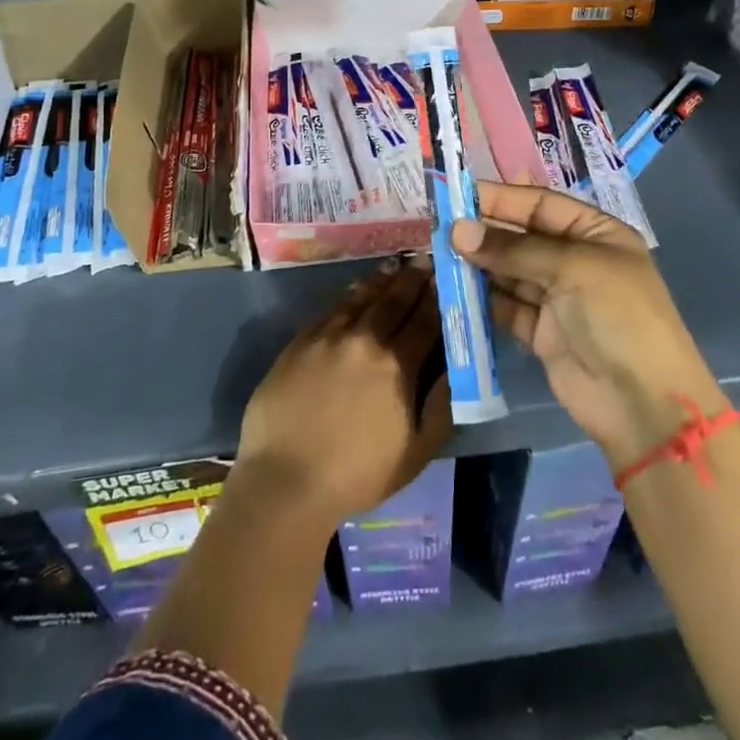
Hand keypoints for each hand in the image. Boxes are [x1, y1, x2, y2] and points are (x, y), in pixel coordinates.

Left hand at [235, 259, 452, 530]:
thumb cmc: (357, 474)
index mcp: (397, 366)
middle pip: (394, 301)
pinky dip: (350, 295)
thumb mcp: (415, 452)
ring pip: (362, 298)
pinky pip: (331, 309)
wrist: (286, 480)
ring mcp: (329, 337)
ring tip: (396, 264)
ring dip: (382, 280)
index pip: (424, 321)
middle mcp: (365, 340)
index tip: (446, 276)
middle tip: (425, 259)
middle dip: (413, 278)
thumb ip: (440, 407)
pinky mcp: (301, 342)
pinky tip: (357, 289)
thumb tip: (454, 369)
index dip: (437, 297)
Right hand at [453, 182, 722, 466]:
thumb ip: (513, 249)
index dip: (500, 198)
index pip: (540, 204)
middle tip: (438, 228)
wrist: (643, 404)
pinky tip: (453, 289)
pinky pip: (504, 306)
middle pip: (520, 237)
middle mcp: (575, 260)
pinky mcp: (540, 332)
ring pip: (508, 271)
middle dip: (483, 232)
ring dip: (477, 265)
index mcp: (595, 233)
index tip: (456, 196)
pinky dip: (481, 298)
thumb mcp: (573, 269)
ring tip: (437, 256)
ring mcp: (557, 297)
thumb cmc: (619, 316)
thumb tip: (457, 231)